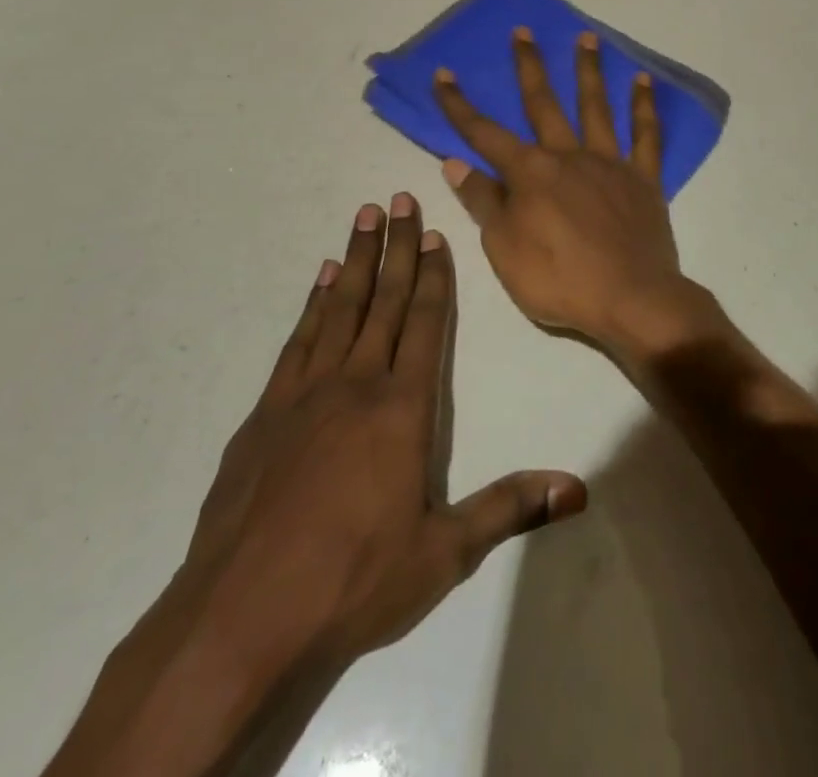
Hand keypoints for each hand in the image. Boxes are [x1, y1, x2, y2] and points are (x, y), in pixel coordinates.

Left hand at [45, 195, 585, 776]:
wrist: (239, 619)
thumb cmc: (352, 582)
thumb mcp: (443, 555)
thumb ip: (510, 509)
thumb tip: (578, 489)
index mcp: (401, 409)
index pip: (424, 324)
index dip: (433, 276)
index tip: (435, 233)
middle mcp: (356, 385)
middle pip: (382, 301)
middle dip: (396, 247)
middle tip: (399, 198)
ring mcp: (304, 395)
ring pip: (337, 309)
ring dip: (353, 260)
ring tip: (363, 217)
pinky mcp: (265, 414)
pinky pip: (297, 341)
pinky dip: (311, 305)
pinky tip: (317, 281)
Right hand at [432, 28, 725, 361]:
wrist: (632, 299)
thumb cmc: (559, 280)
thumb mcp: (504, 249)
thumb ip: (483, 202)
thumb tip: (456, 163)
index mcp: (530, 174)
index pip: (484, 134)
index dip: (460, 106)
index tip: (444, 75)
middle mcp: (568, 156)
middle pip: (544, 104)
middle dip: (529, 67)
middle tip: (523, 31)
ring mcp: (609, 163)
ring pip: (596, 107)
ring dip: (589, 70)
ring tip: (586, 37)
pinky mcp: (643, 178)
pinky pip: (646, 135)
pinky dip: (645, 106)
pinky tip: (644, 80)